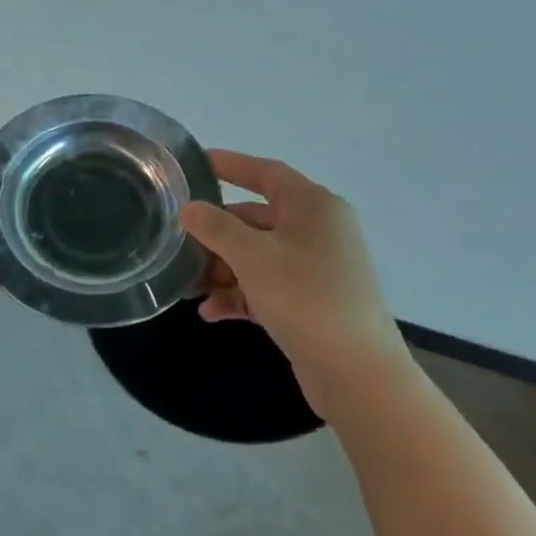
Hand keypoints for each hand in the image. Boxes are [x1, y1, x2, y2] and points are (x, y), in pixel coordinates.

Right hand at [178, 150, 408, 414]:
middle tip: (180, 242)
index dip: (231, 165)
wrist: (356, 373)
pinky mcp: (312, 302)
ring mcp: (317, 268)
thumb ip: (215, 227)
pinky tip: (210, 313)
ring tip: (188, 286)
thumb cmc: (304, 297)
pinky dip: (240, 295)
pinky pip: (267, 286)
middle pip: (256, 219)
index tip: (197, 163)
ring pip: (259, 256)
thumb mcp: (252, 256)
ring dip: (223, 269)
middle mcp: (318, 230)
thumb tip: (190, 209)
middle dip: (217, 234)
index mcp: (313, 206)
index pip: (266, 173)